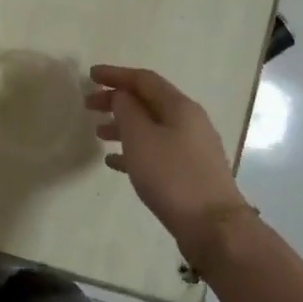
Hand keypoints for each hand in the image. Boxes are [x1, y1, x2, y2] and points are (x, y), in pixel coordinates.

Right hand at [86, 65, 247, 250]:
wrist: (213, 226)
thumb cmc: (172, 176)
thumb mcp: (141, 138)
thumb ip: (127, 110)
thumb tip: (122, 96)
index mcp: (179, 107)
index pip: (144, 79)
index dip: (116, 75)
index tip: (90, 75)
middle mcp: (189, 121)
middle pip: (148, 101)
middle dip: (117, 100)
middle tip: (89, 105)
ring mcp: (192, 147)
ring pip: (151, 127)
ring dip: (123, 126)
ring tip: (98, 134)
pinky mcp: (190, 171)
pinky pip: (156, 150)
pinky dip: (134, 150)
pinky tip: (114, 162)